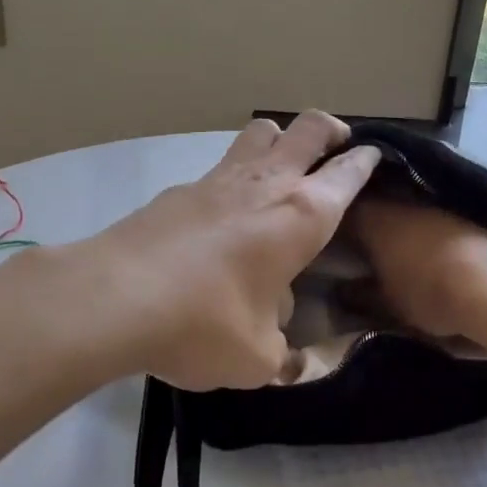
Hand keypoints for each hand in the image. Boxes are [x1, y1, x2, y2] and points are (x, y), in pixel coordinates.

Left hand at [86, 112, 380, 388]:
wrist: (114, 299)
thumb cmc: (205, 324)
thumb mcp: (257, 358)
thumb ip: (280, 352)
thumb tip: (280, 341)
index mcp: (302, 217)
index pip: (347, 174)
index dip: (364, 162)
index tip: (372, 156)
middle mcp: (266, 185)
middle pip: (307, 128)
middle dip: (329, 128)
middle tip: (336, 142)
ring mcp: (219, 180)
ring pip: (259, 131)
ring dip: (279, 138)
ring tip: (281, 164)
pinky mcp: (179, 190)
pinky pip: (220, 166)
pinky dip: (234, 175)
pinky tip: (224, 212)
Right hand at [348, 197, 486, 342]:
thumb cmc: (428, 293)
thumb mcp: (385, 303)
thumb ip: (359, 295)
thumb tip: (340, 292)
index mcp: (372, 216)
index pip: (343, 208)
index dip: (335, 219)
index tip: (329, 233)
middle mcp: (399, 198)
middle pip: (374, 198)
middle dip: (365, 213)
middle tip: (357, 236)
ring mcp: (433, 200)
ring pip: (404, 201)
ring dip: (397, 215)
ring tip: (392, 239)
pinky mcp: (462, 208)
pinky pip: (431, 209)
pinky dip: (424, 222)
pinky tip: (425, 240)